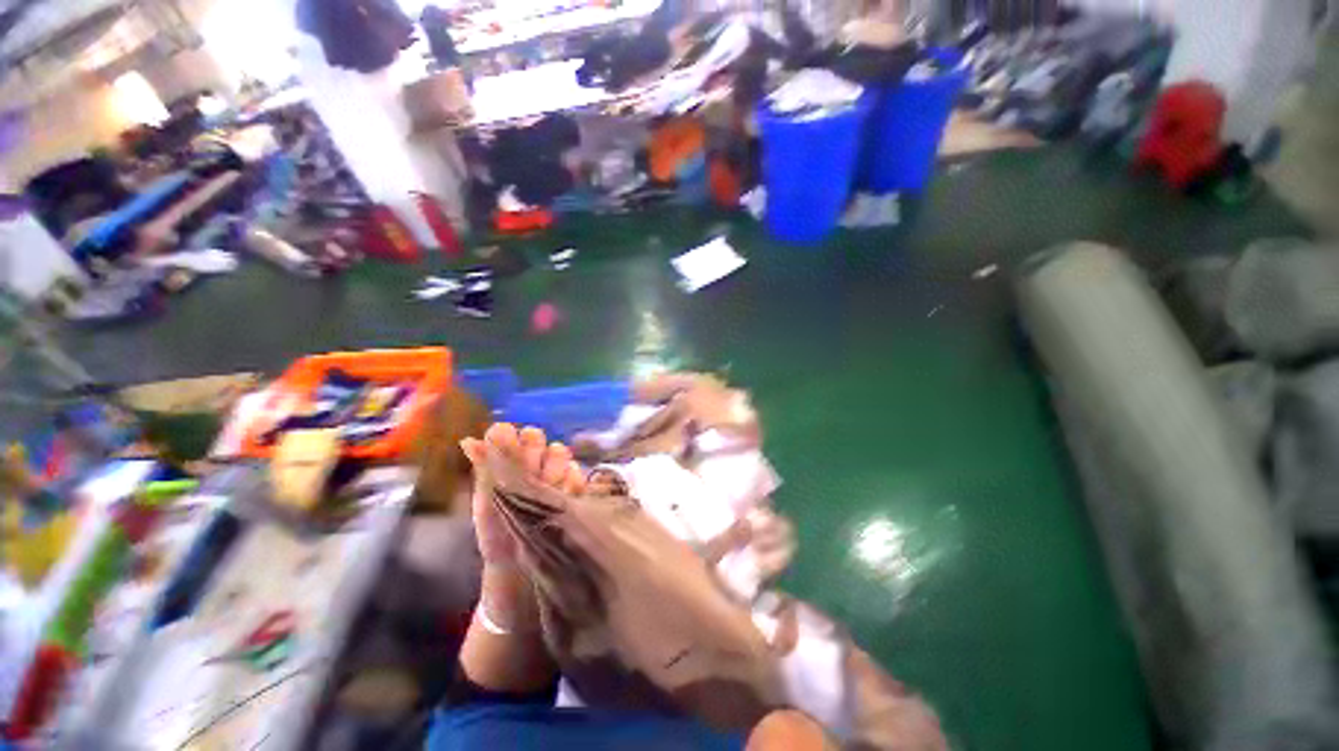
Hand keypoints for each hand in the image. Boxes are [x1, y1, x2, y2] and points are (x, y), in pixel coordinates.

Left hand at [461, 424, 585, 617]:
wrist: (521, 566)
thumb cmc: (498, 531)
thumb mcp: (486, 502)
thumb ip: (484, 469)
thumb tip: (467, 440)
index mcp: (506, 462)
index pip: (509, 433)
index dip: (510, 438)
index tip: (507, 448)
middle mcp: (532, 462)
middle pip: (537, 437)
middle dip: (533, 452)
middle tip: (528, 472)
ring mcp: (555, 472)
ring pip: (559, 451)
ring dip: (552, 467)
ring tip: (545, 487)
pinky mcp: (574, 486)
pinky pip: (577, 472)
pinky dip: (570, 481)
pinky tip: (562, 495)